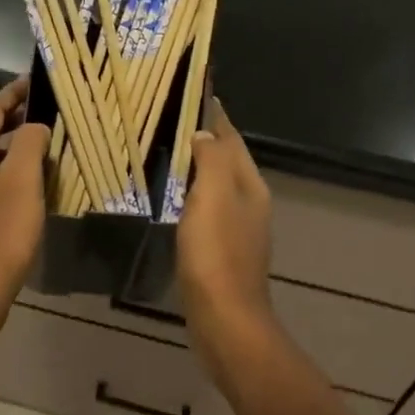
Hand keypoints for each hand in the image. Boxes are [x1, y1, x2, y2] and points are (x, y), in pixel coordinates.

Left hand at [0, 76, 49, 341]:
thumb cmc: (1, 231)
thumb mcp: (23, 180)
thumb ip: (30, 143)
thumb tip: (34, 126)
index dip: (12, 95)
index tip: (36, 85)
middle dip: (2, 117)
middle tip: (34, 117)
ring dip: (2, 144)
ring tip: (35, 150)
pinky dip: (0, 169)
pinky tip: (23, 187)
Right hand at [178, 99, 276, 363]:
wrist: (224, 320)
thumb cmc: (216, 254)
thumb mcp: (213, 197)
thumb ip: (211, 160)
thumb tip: (205, 133)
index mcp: (250, 186)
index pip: (232, 139)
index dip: (213, 116)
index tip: (189, 94)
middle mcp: (249, 203)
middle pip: (226, 160)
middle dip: (203, 139)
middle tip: (166, 121)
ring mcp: (237, 230)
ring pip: (216, 186)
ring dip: (196, 168)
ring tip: (164, 153)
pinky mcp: (221, 252)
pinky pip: (205, 210)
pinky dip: (190, 196)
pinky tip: (170, 199)